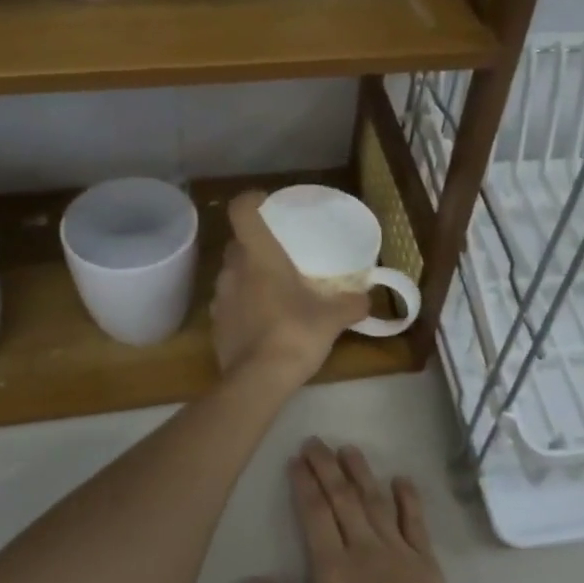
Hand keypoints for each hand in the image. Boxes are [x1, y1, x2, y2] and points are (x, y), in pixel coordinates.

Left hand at [210, 192, 369, 386]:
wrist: (257, 381)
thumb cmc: (295, 334)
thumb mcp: (332, 319)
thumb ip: (352, 304)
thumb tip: (368, 298)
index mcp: (259, 256)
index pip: (241, 211)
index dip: (251, 201)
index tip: (266, 204)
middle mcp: (233, 270)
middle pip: (237, 244)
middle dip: (255, 245)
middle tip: (280, 254)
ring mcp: (220, 298)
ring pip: (231, 274)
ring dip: (248, 276)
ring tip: (272, 289)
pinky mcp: (215, 325)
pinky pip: (229, 303)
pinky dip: (242, 305)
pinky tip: (262, 321)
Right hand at [241, 440, 464, 582]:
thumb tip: (246, 581)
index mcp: (333, 569)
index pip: (315, 514)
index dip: (304, 484)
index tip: (296, 460)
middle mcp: (364, 548)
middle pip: (342, 498)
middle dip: (326, 467)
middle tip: (315, 442)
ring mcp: (398, 550)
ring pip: (376, 501)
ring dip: (361, 472)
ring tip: (348, 449)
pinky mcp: (426, 560)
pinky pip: (415, 520)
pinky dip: (408, 497)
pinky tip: (401, 479)